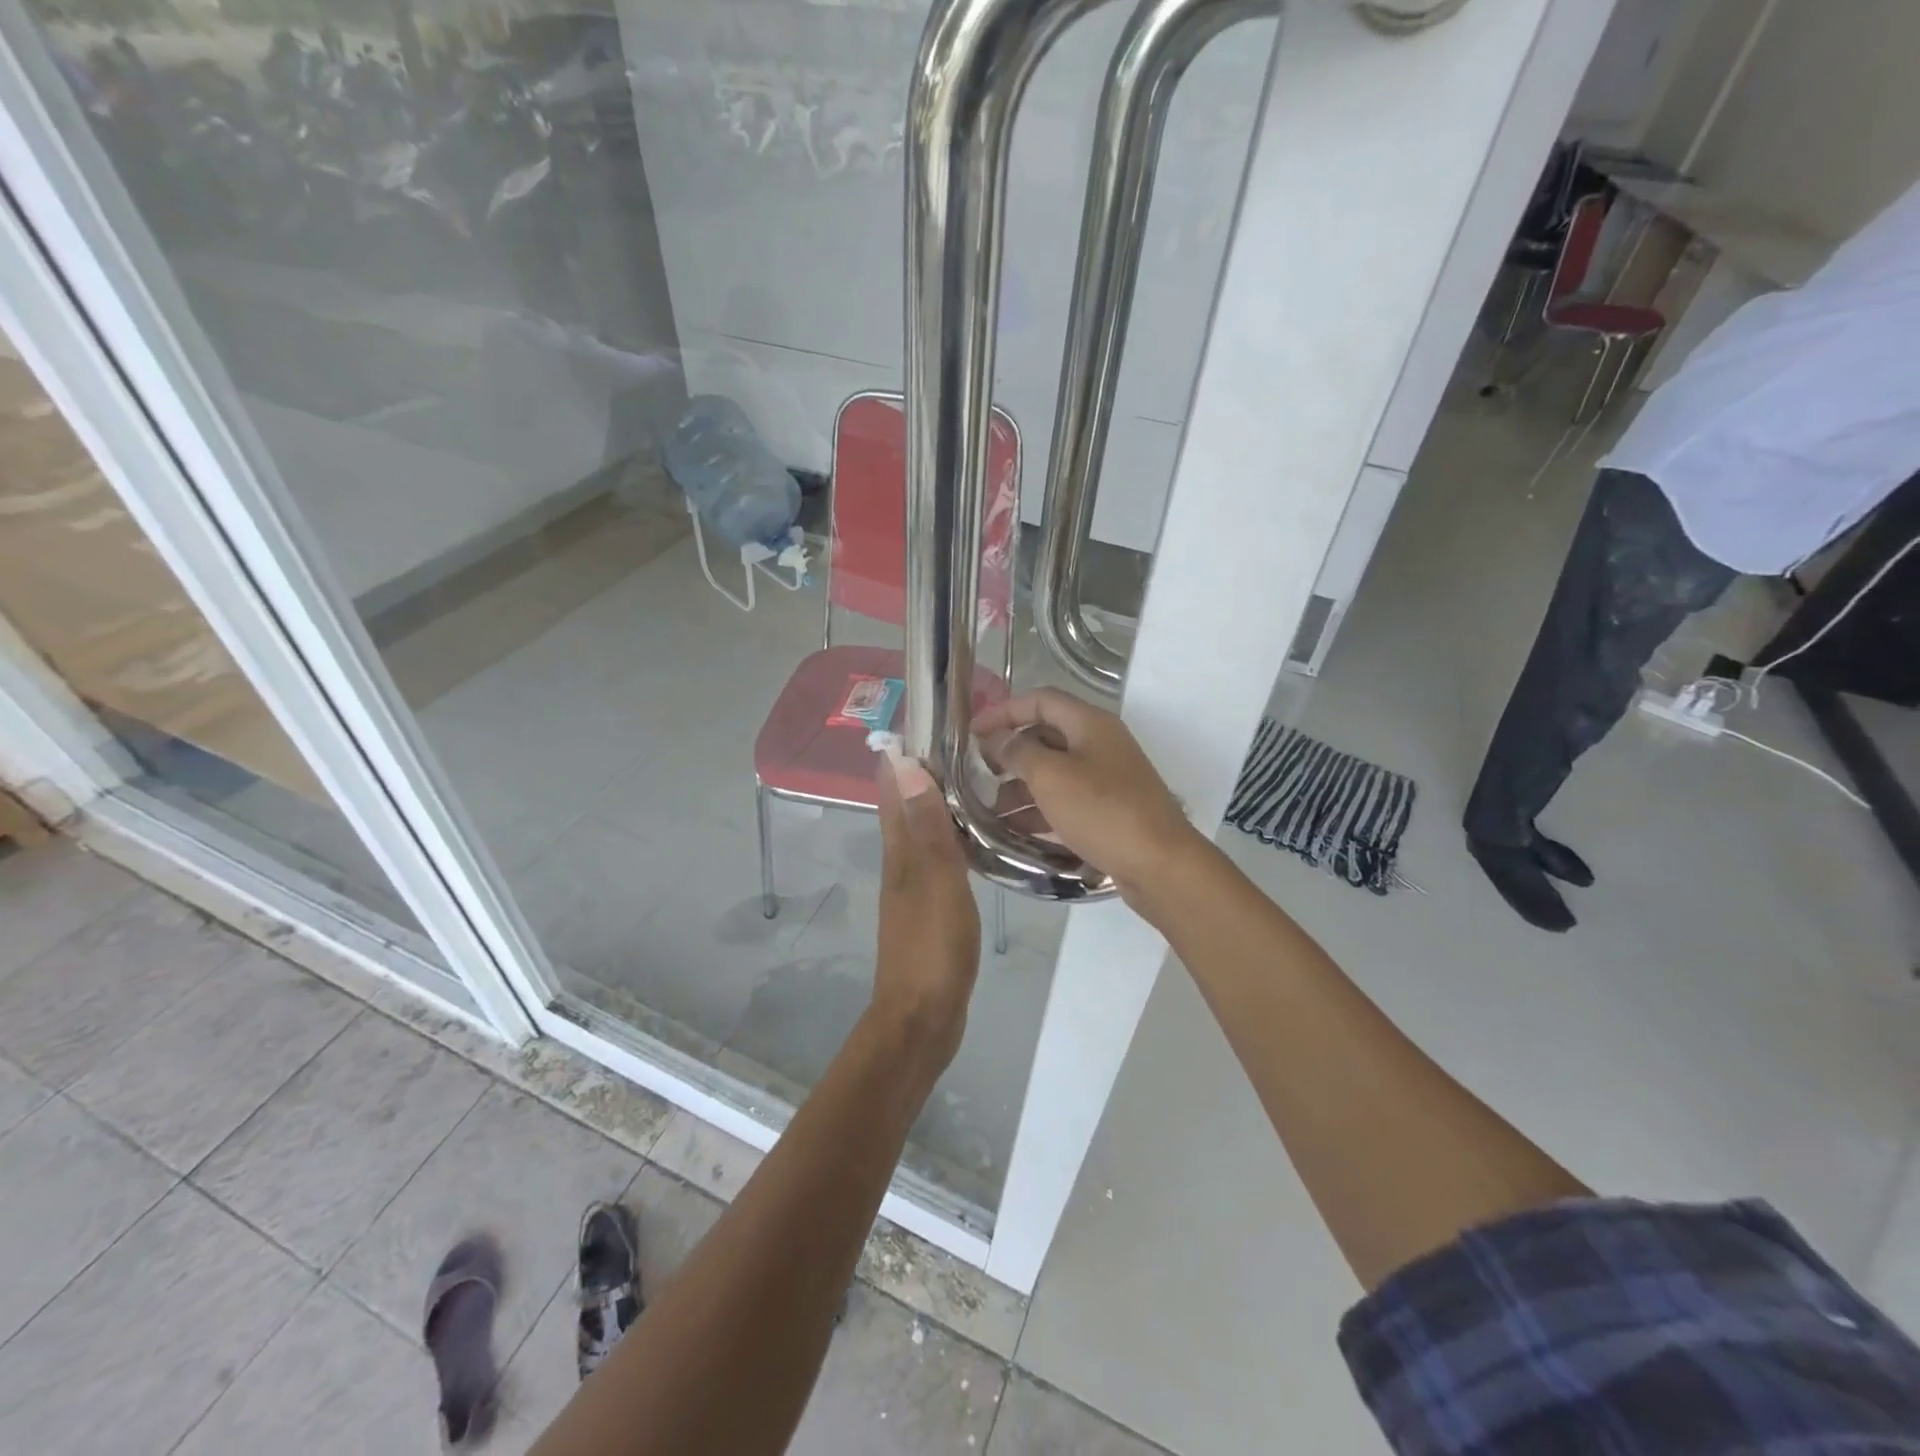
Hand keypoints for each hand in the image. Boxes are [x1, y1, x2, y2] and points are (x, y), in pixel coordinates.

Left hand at [870, 752, 979, 1071]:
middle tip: (971, 742)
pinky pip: (942, 856)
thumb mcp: (935, 881)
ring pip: (926, 828)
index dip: (906, 752)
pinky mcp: (932, 904)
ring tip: (981, 778)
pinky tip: (980, 836)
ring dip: (943, 802)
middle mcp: (901, 859)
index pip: (894, 786)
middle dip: (928, 771)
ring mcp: (915, 883)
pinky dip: (955, 836)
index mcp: (899, 848)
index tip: (933, 719)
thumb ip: (926, 827)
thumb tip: (907, 764)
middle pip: (908, 803)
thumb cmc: (932, 947)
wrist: (923, 1016)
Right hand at [972, 689, 1198, 900]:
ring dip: (1021, 786)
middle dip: (1010, 753)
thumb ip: (1018, 752)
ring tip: (991, 810)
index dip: (1003, 712)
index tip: (972, 734)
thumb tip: (999, 740)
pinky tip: (1016, 829)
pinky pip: (1067, 800)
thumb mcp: (1051, 776)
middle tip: (979, 775)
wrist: (1160, 865)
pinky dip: (1041, 809)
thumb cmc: (1102, 811)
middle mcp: (1100, 743)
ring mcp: (1108, 778)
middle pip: (1046, 735)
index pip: (1040, 700)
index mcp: (1090, 723)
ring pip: (1055, 771)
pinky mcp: (1109, 810)